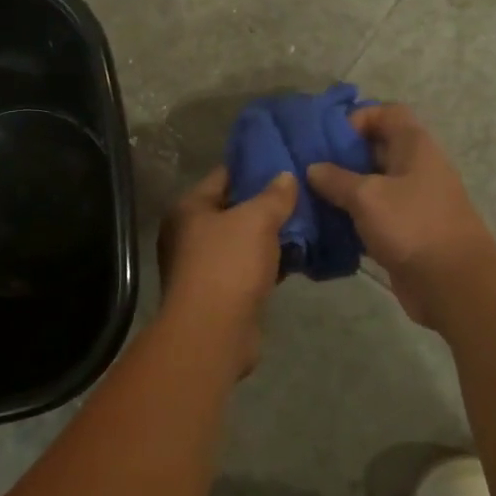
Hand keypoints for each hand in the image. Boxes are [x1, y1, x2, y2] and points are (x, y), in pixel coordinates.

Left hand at [156, 167, 297, 372]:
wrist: (213, 334)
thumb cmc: (228, 265)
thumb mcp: (256, 221)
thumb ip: (274, 196)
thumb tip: (286, 176)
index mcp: (189, 209)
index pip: (223, 175)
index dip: (253, 167)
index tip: (284, 162)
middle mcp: (189, 234)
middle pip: (233, 209)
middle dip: (266, 204)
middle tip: (302, 193)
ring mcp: (202, 266)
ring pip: (242, 241)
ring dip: (270, 236)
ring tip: (306, 223)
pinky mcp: (219, 294)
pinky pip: (247, 268)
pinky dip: (268, 263)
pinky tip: (297, 258)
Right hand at [306, 105, 495, 327]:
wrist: (453, 284)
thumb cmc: (412, 226)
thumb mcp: (367, 196)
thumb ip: (336, 179)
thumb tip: (314, 168)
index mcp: (415, 146)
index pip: (387, 113)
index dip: (358, 118)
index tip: (327, 137)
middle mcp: (416, 167)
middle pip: (376, 148)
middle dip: (341, 156)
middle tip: (307, 167)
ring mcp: (412, 201)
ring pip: (372, 184)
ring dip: (343, 190)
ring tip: (308, 196)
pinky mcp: (406, 231)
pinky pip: (374, 215)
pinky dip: (352, 217)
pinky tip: (324, 226)